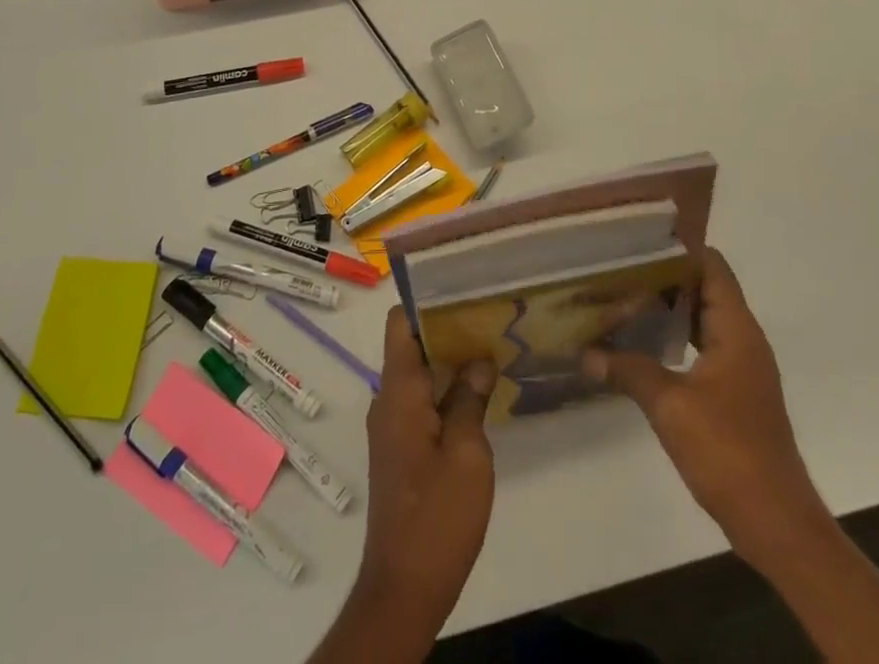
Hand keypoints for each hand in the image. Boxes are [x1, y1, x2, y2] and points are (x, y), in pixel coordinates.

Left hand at [356, 308, 496, 633]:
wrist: (404, 587)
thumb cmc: (438, 516)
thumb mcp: (468, 455)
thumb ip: (471, 399)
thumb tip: (478, 360)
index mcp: (398, 392)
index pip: (400, 322)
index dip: (426, 300)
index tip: (462, 290)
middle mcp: (388, 400)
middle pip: (412, 344)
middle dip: (447, 328)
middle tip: (489, 315)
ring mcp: (392, 425)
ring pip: (419, 374)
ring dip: (449, 361)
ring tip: (491, 346)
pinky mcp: (401, 448)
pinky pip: (421, 401)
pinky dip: (446, 389)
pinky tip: (479, 392)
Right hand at [583, 245, 825, 572]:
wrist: (776, 523)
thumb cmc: (728, 451)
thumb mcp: (670, 405)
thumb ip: (627, 370)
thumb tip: (584, 353)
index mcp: (736, 330)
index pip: (712, 266)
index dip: (678, 249)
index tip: (637, 241)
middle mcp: (743, 339)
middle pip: (704, 288)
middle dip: (663, 277)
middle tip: (618, 269)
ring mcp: (741, 368)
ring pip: (701, 319)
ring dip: (667, 309)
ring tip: (622, 300)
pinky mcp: (734, 393)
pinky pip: (702, 346)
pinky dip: (674, 338)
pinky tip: (641, 345)